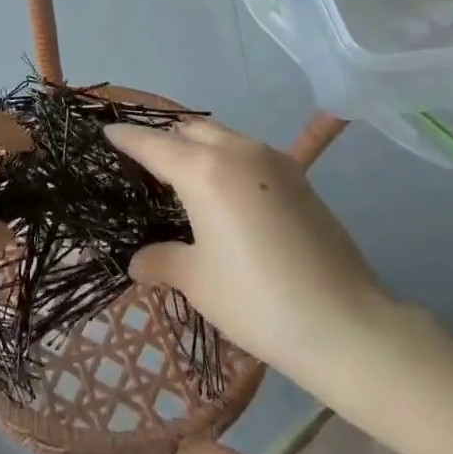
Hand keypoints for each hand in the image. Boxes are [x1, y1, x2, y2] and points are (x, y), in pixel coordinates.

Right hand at [106, 118, 394, 383]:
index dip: (126, 138)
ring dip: (199, 147)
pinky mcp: (299, 177)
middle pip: (190, 130)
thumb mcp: (198, 282)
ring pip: (223, 137)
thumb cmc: (257, 300)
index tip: (107, 133)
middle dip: (165, 140)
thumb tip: (138, 262)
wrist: (345, 323)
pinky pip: (249, 154)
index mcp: (203, 170)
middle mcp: (237, 151)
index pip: (153, 144)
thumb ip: (163, 261)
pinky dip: (228, 160)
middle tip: (146, 165)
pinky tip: (226, 194)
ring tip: (184, 179)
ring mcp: (274, 160)